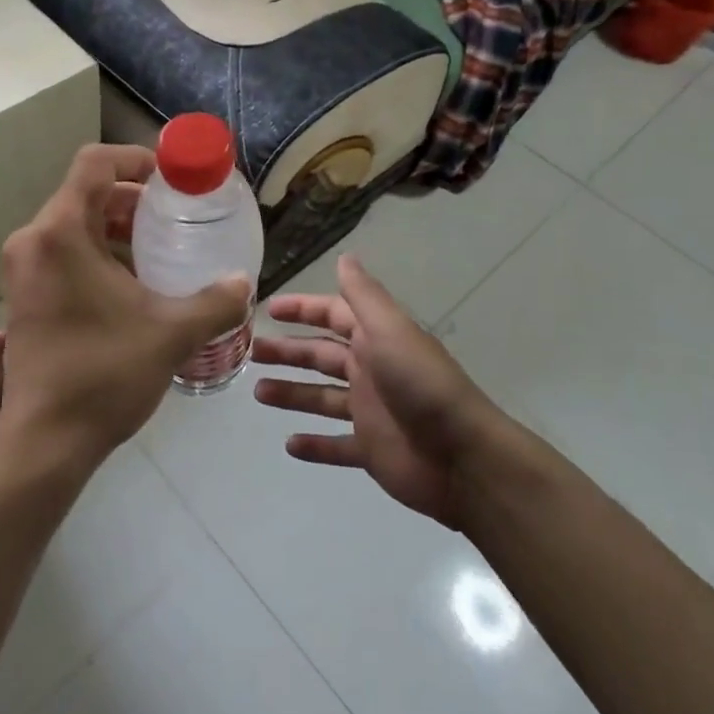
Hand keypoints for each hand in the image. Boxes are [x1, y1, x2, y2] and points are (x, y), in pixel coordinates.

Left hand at [0, 144, 251, 469]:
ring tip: (158, 247)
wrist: (46, 441)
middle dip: (132, 198)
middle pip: (85, 192)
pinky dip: (97, 250)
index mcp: (61, 232)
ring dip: (116, 226)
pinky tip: (131, 281)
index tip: (171, 179)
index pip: (94, 163)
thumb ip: (215, 301)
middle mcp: (33, 239)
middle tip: (174, 215)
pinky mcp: (22, 293)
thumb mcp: (171, 333)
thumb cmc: (105, 374)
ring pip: (74, 223)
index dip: (135, 158)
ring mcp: (22, 267)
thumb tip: (243, 283)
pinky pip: (62, 250)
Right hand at [253, 255, 501, 528]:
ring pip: (321, 398)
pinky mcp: (371, 451)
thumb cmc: (421, 385)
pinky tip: (289, 445)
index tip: (269, 309)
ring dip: (291, 394)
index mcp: (374, 340)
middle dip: (287, 352)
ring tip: (259, 393)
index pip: (332, 315)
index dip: (303, 309)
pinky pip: (336, 446)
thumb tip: (344, 256)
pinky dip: (314, 445)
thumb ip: (364, 295)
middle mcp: (370, 371)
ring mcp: (370, 413)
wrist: (462, 457)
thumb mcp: (389, 330)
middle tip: (251, 353)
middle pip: (320, 356)